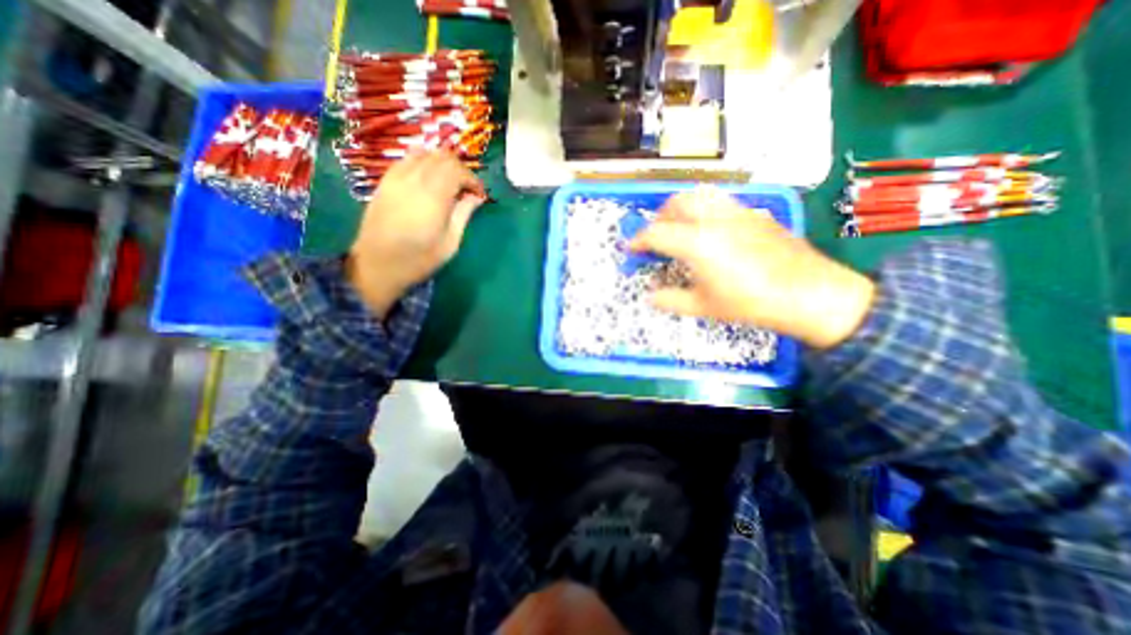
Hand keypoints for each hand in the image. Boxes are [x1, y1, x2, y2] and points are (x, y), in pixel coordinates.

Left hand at [345, 149, 484, 317]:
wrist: (378, 265)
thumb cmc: (419, 259)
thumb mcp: (450, 242)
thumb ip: (464, 214)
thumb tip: (477, 197)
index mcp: (433, 196)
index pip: (457, 170)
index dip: (473, 179)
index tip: (479, 195)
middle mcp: (413, 179)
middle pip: (442, 157)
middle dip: (460, 169)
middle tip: (467, 190)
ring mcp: (396, 177)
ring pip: (424, 153)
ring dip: (441, 164)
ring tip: (449, 184)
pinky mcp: (385, 181)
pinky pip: (407, 160)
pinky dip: (423, 164)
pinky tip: (428, 182)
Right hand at [632, 185, 877, 348]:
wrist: (809, 293)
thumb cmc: (750, 303)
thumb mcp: (703, 307)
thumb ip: (670, 299)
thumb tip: (650, 296)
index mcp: (697, 242)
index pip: (657, 232)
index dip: (639, 241)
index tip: (632, 250)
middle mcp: (714, 219)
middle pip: (676, 203)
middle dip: (659, 217)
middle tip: (656, 237)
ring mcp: (737, 212)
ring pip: (700, 195)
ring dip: (681, 208)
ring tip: (681, 228)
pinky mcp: (755, 213)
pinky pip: (721, 202)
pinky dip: (704, 210)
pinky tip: (711, 231)